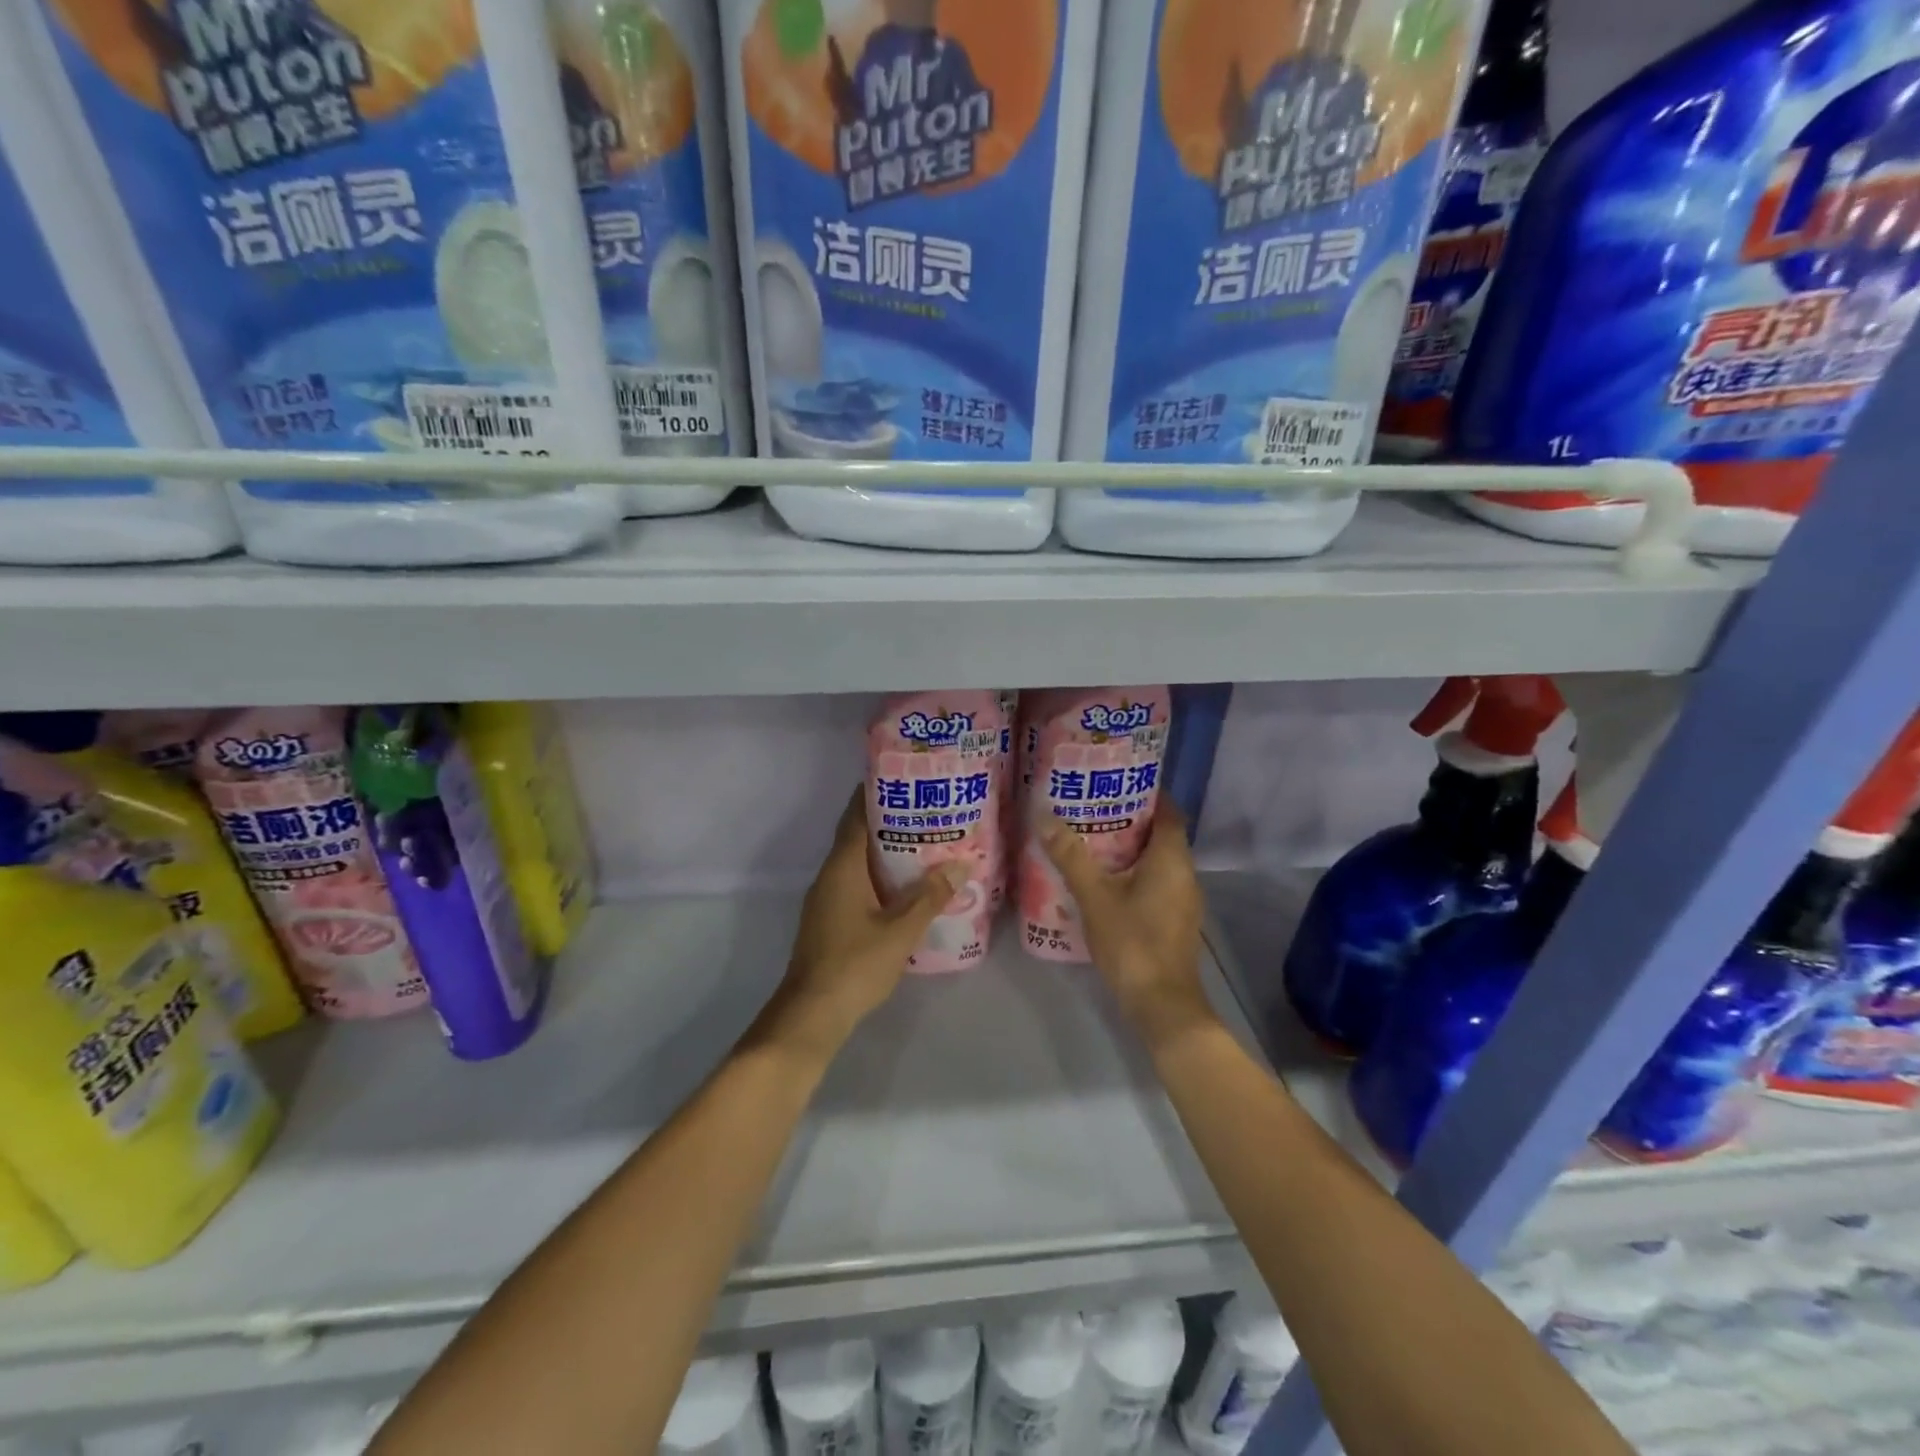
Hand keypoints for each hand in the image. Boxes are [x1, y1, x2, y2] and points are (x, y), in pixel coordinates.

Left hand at [763, 790, 964, 1058]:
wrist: (811, 1013)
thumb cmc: (855, 965)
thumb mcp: (900, 931)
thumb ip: (930, 897)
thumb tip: (960, 865)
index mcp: (843, 867)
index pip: (857, 816)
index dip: (876, 794)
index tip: (904, 779)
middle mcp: (830, 875)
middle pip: (858, 836)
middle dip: (889, 822)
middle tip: (927, 811)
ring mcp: (827, 898)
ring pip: (858, 862)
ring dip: (886, 851)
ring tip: (925, 843)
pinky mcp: (830, 919)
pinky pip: (856, 883)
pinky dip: (879, 876)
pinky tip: (906, 886)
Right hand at [1039, 802, 1214, 1046]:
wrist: (1161, 1004)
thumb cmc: (1132, 942)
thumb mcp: (1095, 896)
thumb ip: (1071, 856)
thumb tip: (1044, 816)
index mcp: (1172, 859)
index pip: (1168, 811)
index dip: (1147, 794)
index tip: (1115, 783)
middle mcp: (1185, 874)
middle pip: (1162, 834)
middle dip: (1131, 819)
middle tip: (1093, 808)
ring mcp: (1183, 899)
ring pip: (1159, 860)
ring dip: (1131, 848)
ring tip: (1092, 838)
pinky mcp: (1175, 920)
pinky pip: (1157, 882)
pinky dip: (1135, 872)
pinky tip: (1105, 879)